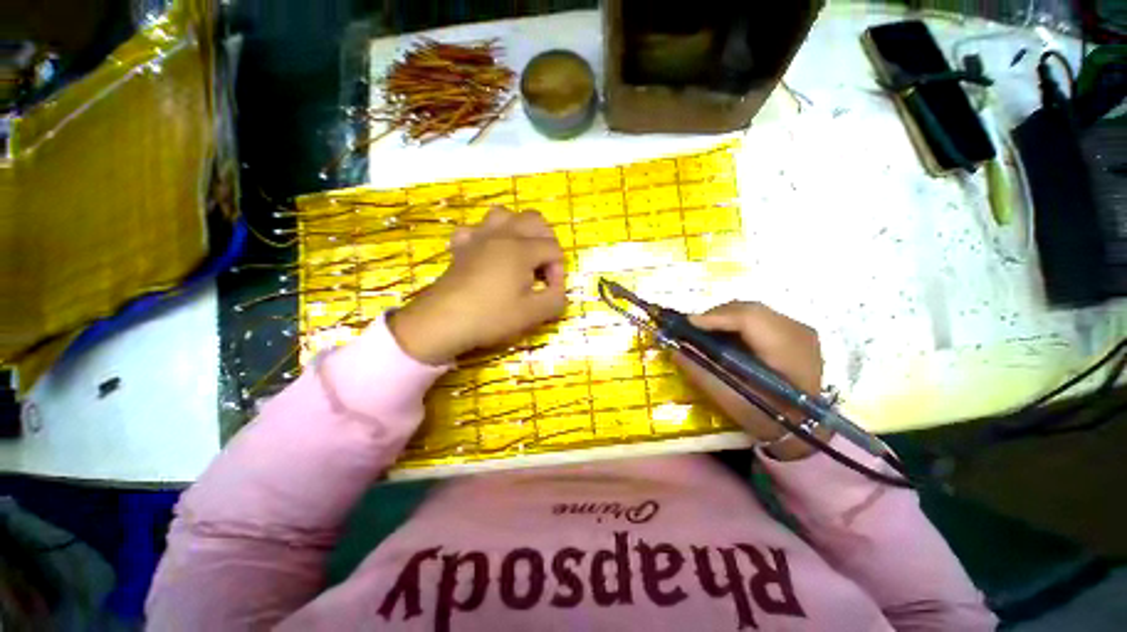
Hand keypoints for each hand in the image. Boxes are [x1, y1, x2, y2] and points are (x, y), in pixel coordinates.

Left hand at [389, 207, 566, 364]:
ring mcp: (478, 237)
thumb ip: (556, 299)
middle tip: (543, 268)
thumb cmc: (491, 316)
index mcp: (521, 249)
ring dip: (517, 229)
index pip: (553, 249)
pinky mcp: (461, 246)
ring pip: (504, 214)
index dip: (558, 270)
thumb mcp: (533, 314)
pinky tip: (487, 253)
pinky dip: (485, 236)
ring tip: (519, 253)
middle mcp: (502, 234)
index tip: (551, 292)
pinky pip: (475, 229)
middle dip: (546, 241)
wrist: (443, 321)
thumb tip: (559, 291)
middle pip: (534, 220)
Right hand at [674, 302, 828, 460]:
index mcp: (788, 351)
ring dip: (724, 317)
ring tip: (704, 332)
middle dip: (715, 316)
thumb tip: (675, 351)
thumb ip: (702, 374)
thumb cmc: (769, 418)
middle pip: (749, 309)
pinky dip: (736, 321)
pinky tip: (724, 335)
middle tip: (691, 329)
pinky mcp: (794, 331)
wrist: (807, 427)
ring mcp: (799, 329)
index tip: (687, 323)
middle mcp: (798, 331)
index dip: (715, 317)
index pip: (749, 318)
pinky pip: (759, 317)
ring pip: (752, 310)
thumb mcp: (731, 402)